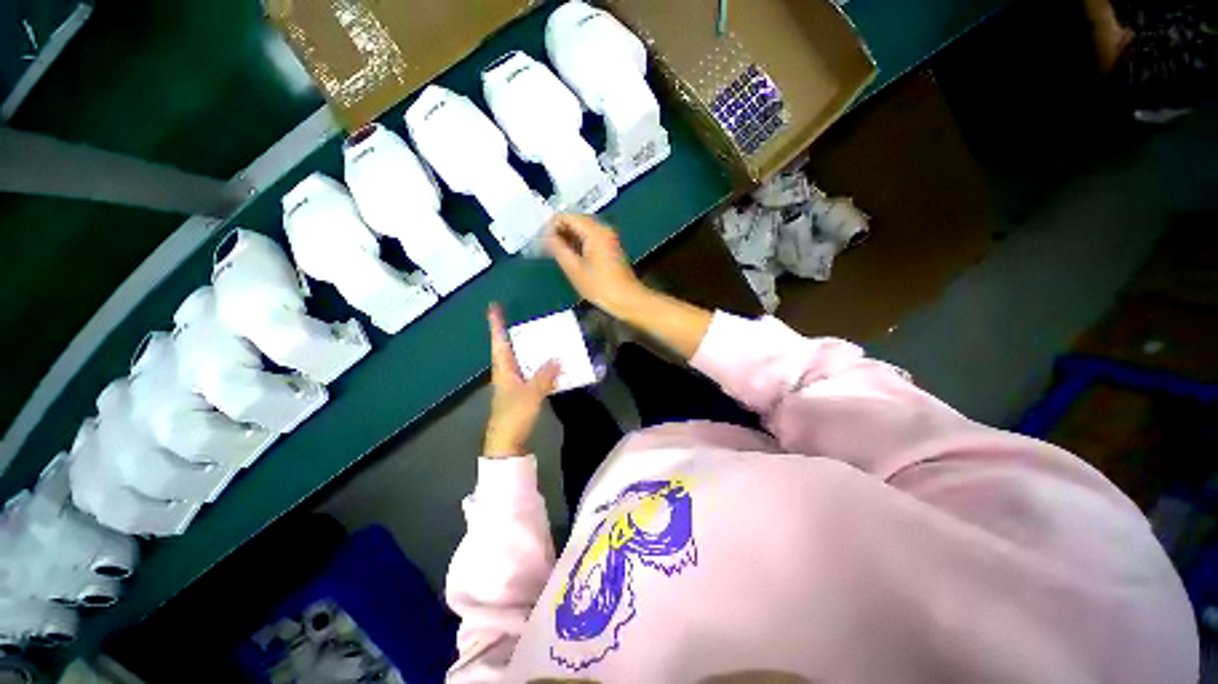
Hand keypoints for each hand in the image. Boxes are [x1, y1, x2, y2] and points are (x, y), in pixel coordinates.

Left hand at [484, 303, 560, 457]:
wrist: (507, 442)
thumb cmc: (513, 416)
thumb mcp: (530, 394)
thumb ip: (544, 376)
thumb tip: (558, 358)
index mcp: (503, 368)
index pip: (498, 341)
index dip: (496, 324)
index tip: (494, 307)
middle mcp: (507, 372)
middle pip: (512, 348)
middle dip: (520, 334)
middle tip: (535, 321)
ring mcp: (515, 382)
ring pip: (524, 360)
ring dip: (534, 350)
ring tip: (549, 339)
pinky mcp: (523, 392)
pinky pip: (533, 373)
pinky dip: (543, 367)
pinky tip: (555, 365)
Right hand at [544, 214, 648, 319]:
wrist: (626, 299)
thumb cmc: (600, 286)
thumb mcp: (574, 269)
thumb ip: (558, 249)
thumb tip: (546, 236)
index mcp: (594, 231)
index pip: (567, 217)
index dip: (551, 225)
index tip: (541, 240)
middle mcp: (603, 229)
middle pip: (575, 221)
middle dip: (559, 231)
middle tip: (546, 246)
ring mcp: (608, 238)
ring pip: (583, 229)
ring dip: (568, 237)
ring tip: (555, 252)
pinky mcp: (610, 247)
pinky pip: (590, 238)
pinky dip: (579, 243)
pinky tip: (570, 256)